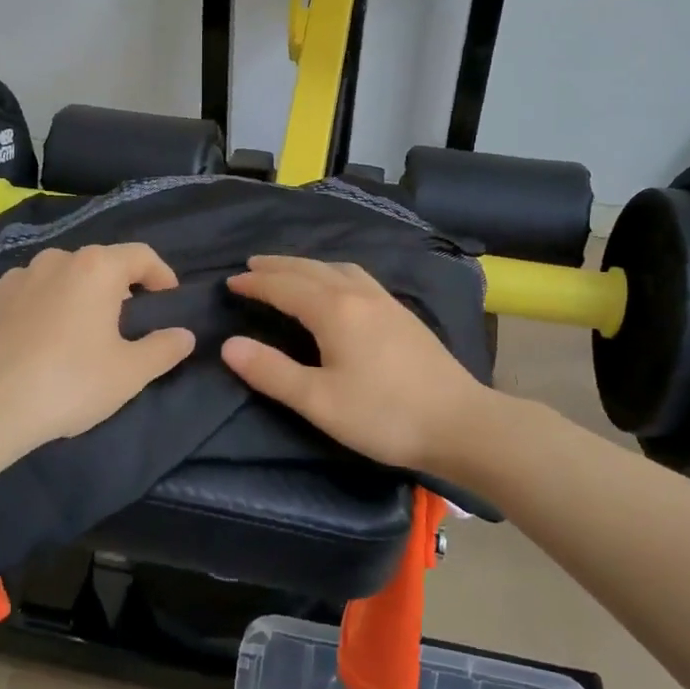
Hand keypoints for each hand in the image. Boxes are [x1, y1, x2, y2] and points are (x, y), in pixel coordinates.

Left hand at [0, 244, 194, 455]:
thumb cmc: (70, 383)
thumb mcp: (130, 373)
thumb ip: (164, 348)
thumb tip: (184, 335)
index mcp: (95, 269)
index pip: (141, 255)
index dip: (161, 274)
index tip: (167, 298)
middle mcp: (53, 261)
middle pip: (95, 265)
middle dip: (114, 288)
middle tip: (121, 322)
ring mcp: (11, 280)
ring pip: (53, 280)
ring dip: (70, 298)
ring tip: (72, 335)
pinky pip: (18, 300)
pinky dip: (31, 313)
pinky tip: (29, 346)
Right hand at [221, 256, 496, 474]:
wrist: (460, 422)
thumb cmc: (384, 415)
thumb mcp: (319, 401)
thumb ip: (272, 372)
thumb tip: (229, 345)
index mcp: (335, 310)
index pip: (285, 287)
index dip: (255, 284)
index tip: (230, 282)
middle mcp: (359, 295)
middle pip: (310, 270)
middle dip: (278, 266)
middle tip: (251, 266)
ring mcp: (386, 301)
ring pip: (337, 269)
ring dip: (307, 266)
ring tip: (289, 271)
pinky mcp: (403, 314)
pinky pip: (358, 277)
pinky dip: (333, 272)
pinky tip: (339, 286)